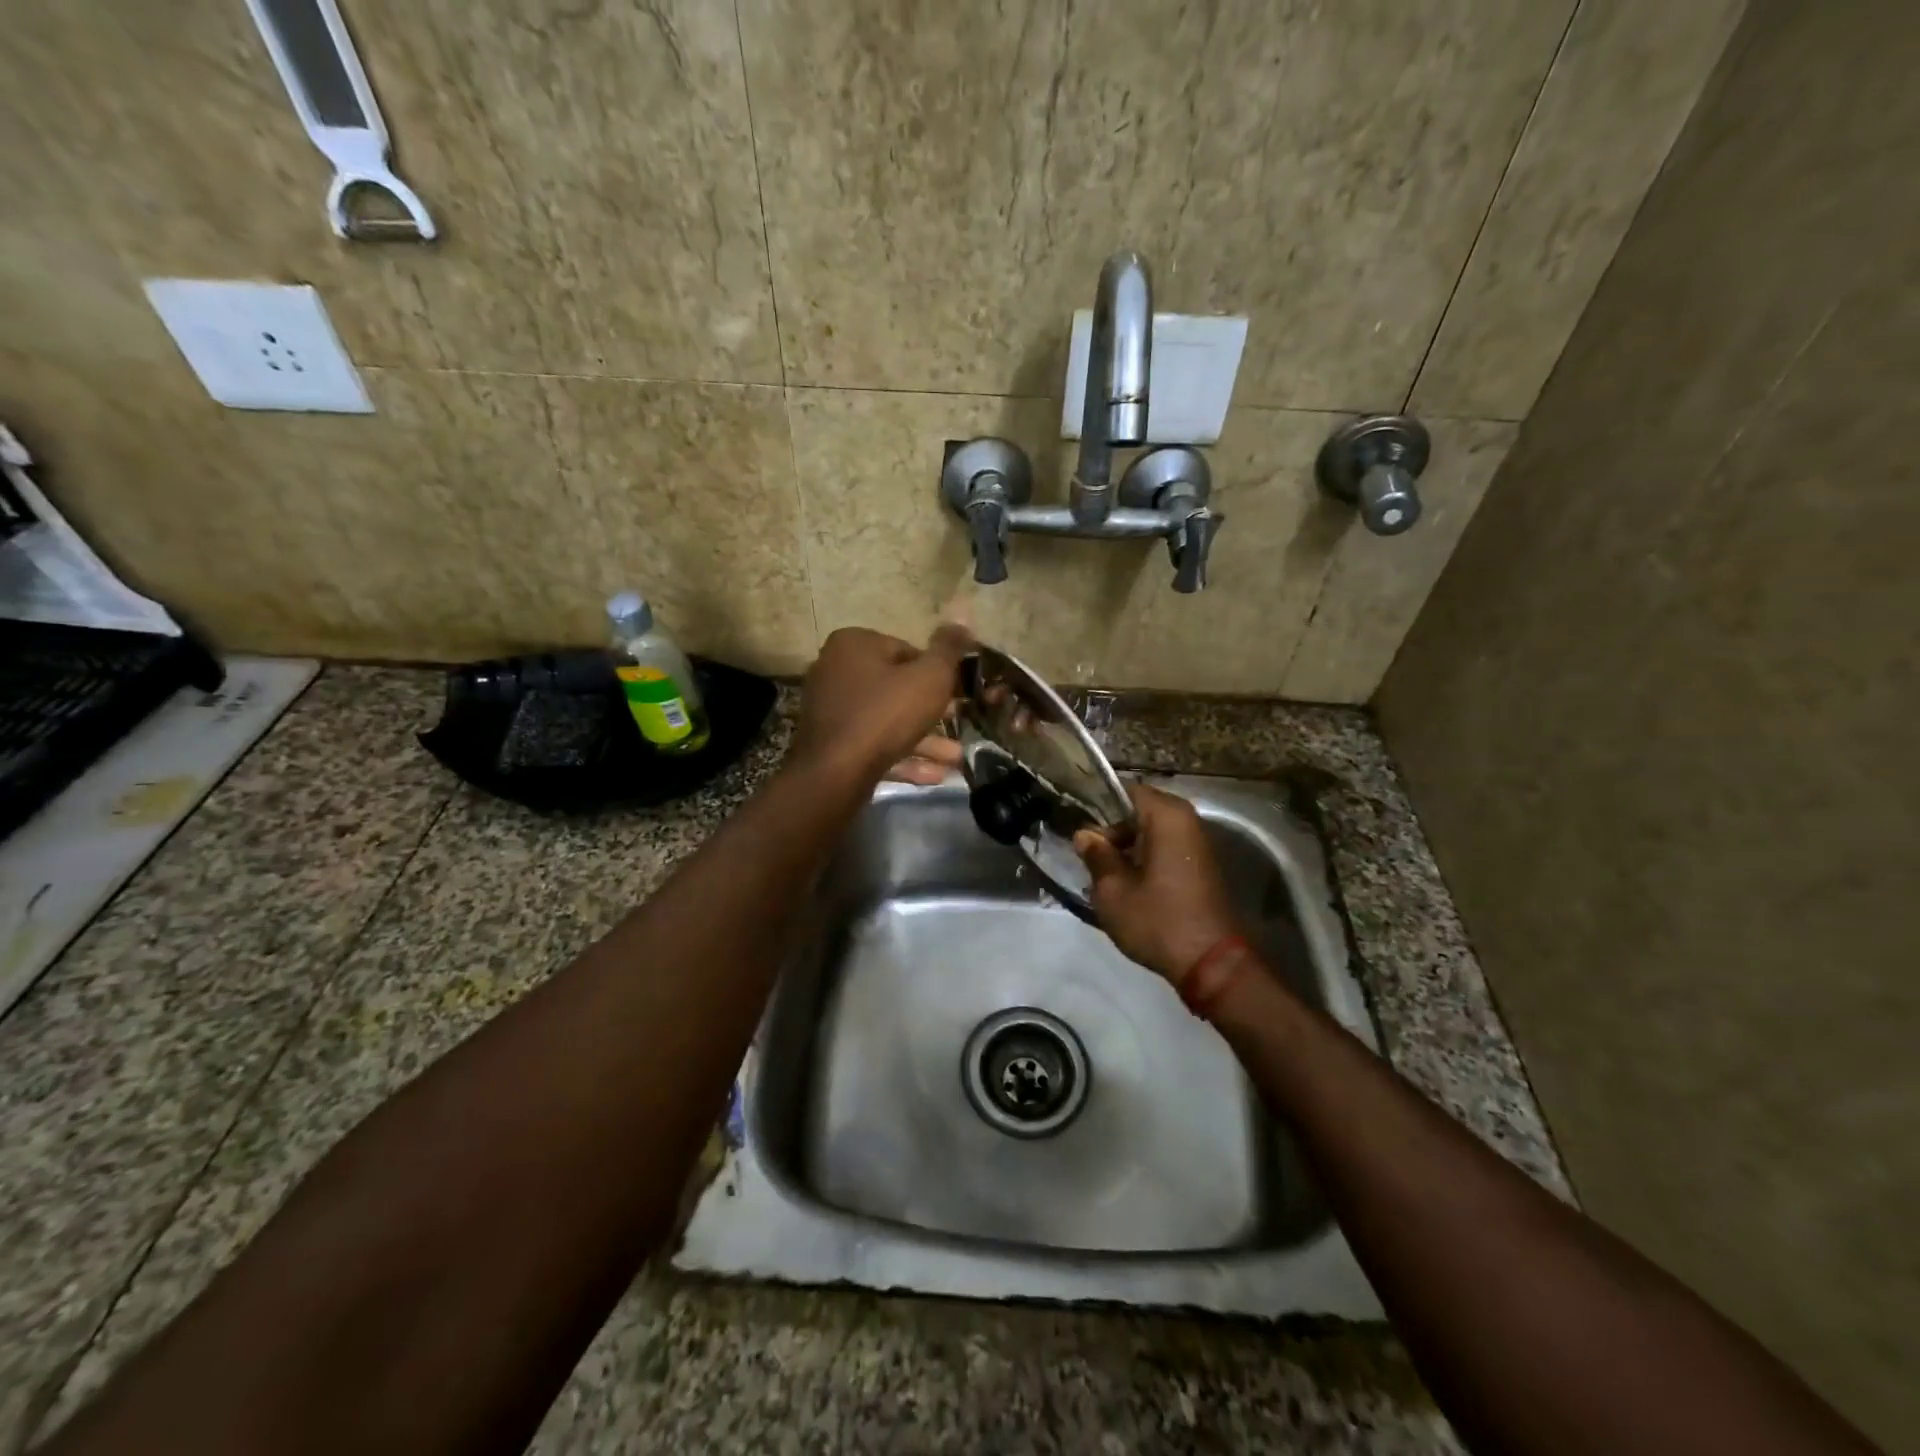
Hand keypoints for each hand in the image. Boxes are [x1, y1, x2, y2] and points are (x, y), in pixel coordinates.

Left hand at [790, 624, 972, 785]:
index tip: (956, 693)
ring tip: (956, 757)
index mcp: (854, 644)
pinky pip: (874, 745)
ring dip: (925, 739)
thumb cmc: (886, 714)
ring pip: (888, 721)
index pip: (906, 650)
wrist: (835, 774)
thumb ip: (948, 649)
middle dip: (933, 710)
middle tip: (960, 722)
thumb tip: (963, 616)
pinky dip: (903, 756)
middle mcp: (835, 670)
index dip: (936, 673)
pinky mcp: (832, 744)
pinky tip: (935, 775)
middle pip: (897, 687)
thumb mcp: (930, 677)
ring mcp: (831, 710)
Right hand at [1074, 783, 1241, 984]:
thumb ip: (1097, 856)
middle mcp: (1187, 820)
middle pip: (1139, 810)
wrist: (1212, 964)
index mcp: (1166, 816)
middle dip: (1113, 830)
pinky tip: (1130, 884)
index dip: (1099, 808)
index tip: (1081, 831)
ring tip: (1106, 874)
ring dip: (1129, 847)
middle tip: (1090, 857)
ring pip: (1152, 831)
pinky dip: (1146, 858)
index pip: (1125, 791)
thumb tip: (1085, 835)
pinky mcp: (1201, 865)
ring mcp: (1198, 842)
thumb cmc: (1158, 920)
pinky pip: (1166, 847)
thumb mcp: (1113, 891)